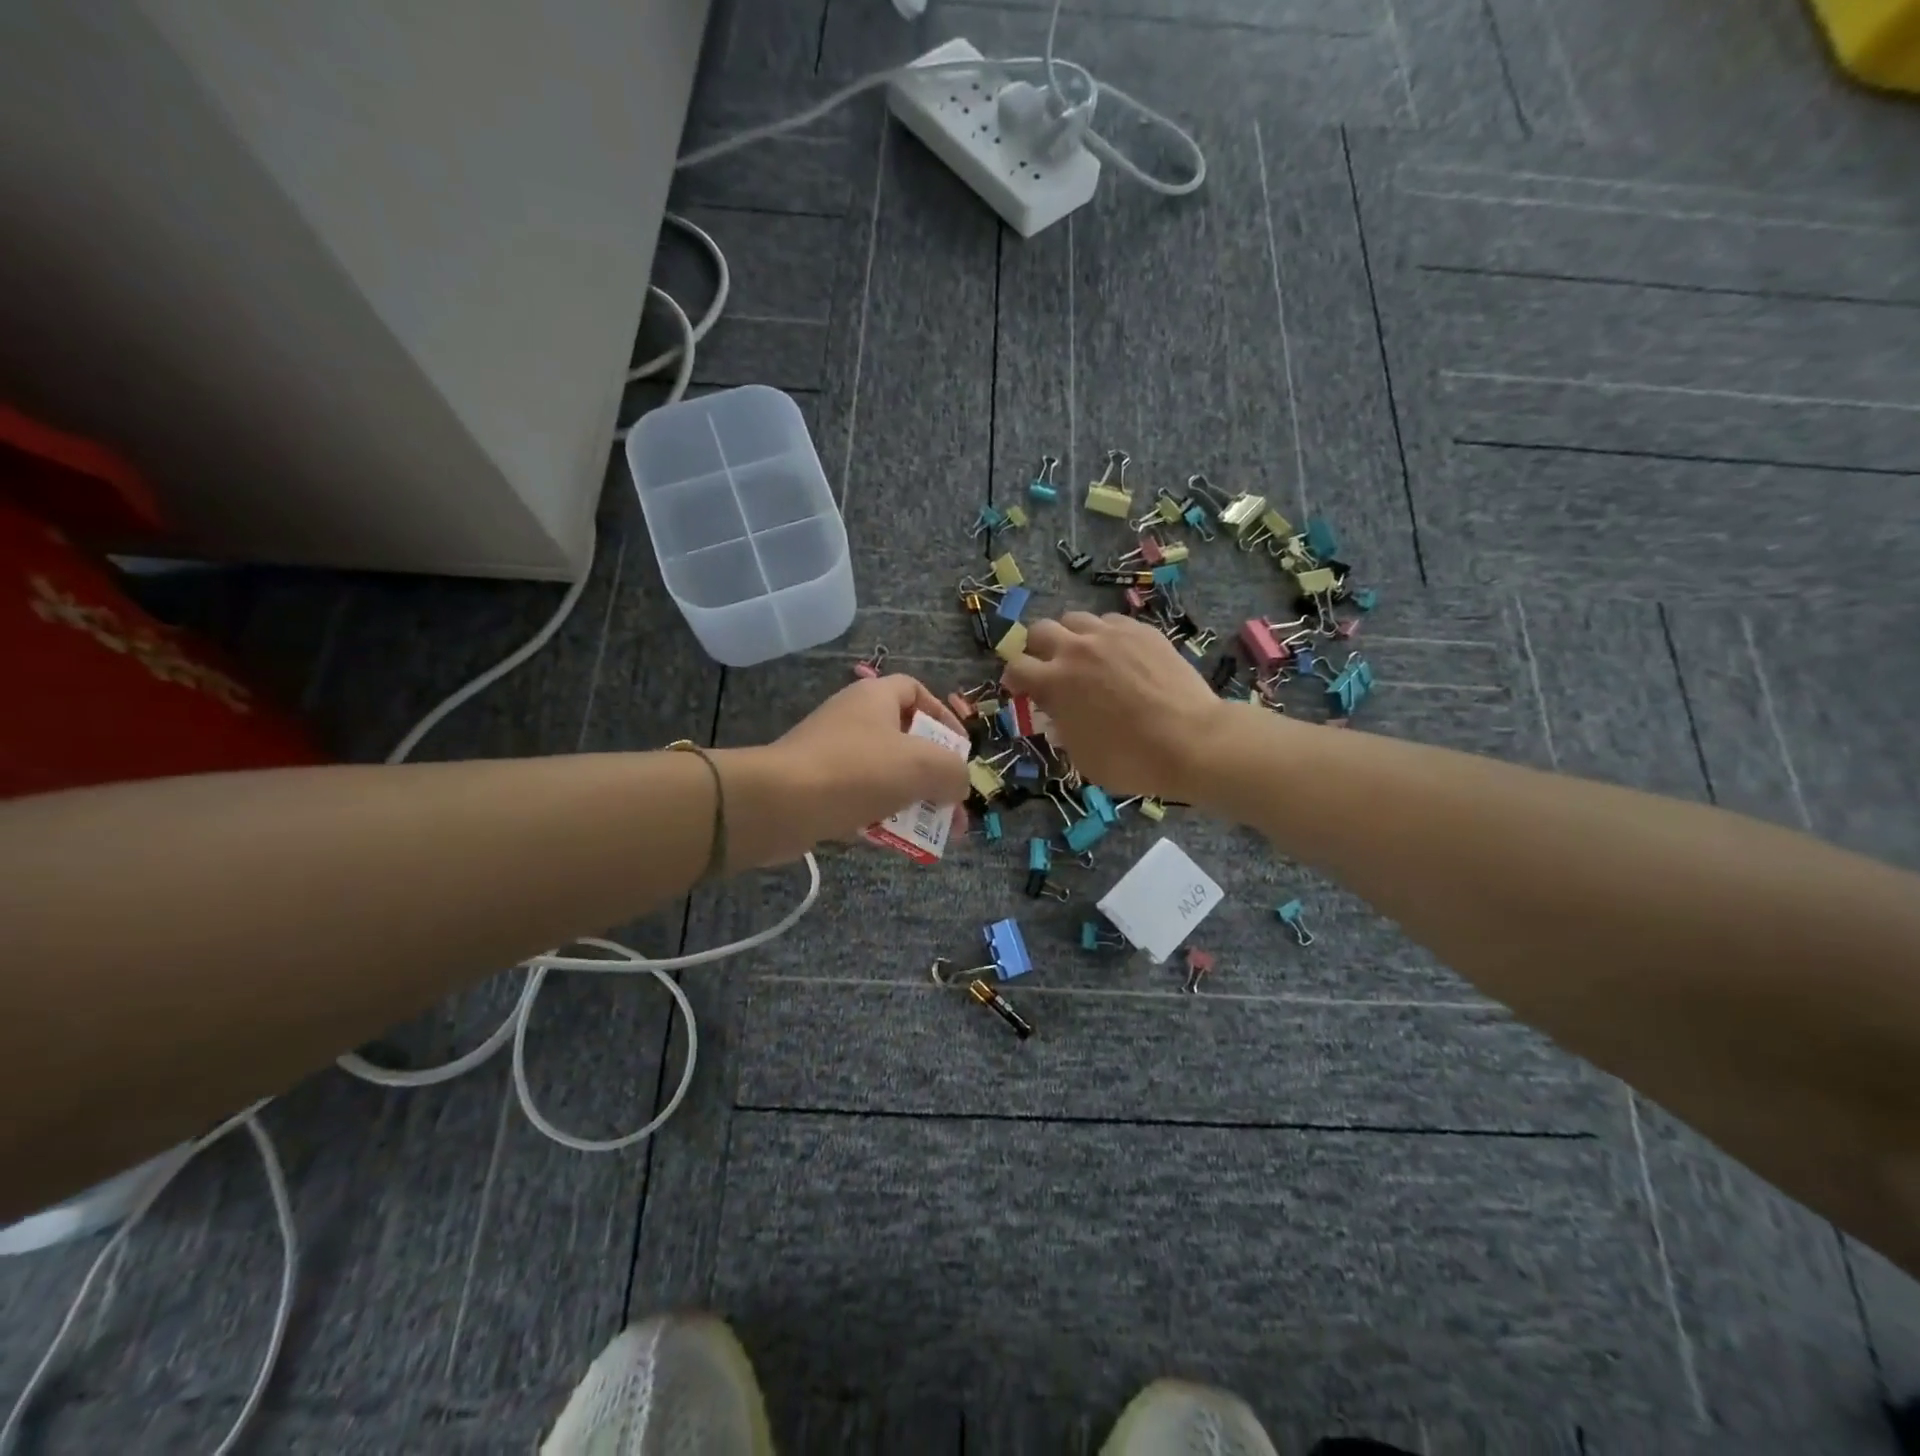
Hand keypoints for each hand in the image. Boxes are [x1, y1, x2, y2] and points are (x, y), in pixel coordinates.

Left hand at [719, 675, 970, 865]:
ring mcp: (831, 754)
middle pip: (904, 740)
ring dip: (911, 801)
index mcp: (875, 698)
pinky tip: (892, 841)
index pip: (916, 691)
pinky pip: (859, 798)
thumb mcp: (923, 765)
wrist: (779, 804)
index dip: (944, 716)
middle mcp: (852, 719)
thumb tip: (958, 784)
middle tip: (952, 806)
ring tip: (931, 832)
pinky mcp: (815, 787)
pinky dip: (879, 817)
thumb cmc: (857, 771)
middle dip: (934, 775)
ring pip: (884, 775)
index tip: (961, 750)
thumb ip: (954, 771)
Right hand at [1001, 613, 1237, 802]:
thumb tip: (1058, 715)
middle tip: (1048, 668)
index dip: (1014, 679)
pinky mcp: (1142, 631)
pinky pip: (1111, 621)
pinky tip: (1118, 655)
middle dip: (1037, 648)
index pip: (1017, 667)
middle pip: (1040, 630)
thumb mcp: (1082, 757)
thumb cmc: (1132, 760)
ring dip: (1071, 636)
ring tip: (1083, 656)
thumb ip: (1062, 729)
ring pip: (1076, 619)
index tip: (1021, 690)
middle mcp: (1077, 649)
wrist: (1193, 742)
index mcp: (1055, 682)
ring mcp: (1112, 635)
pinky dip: (1105, 635)